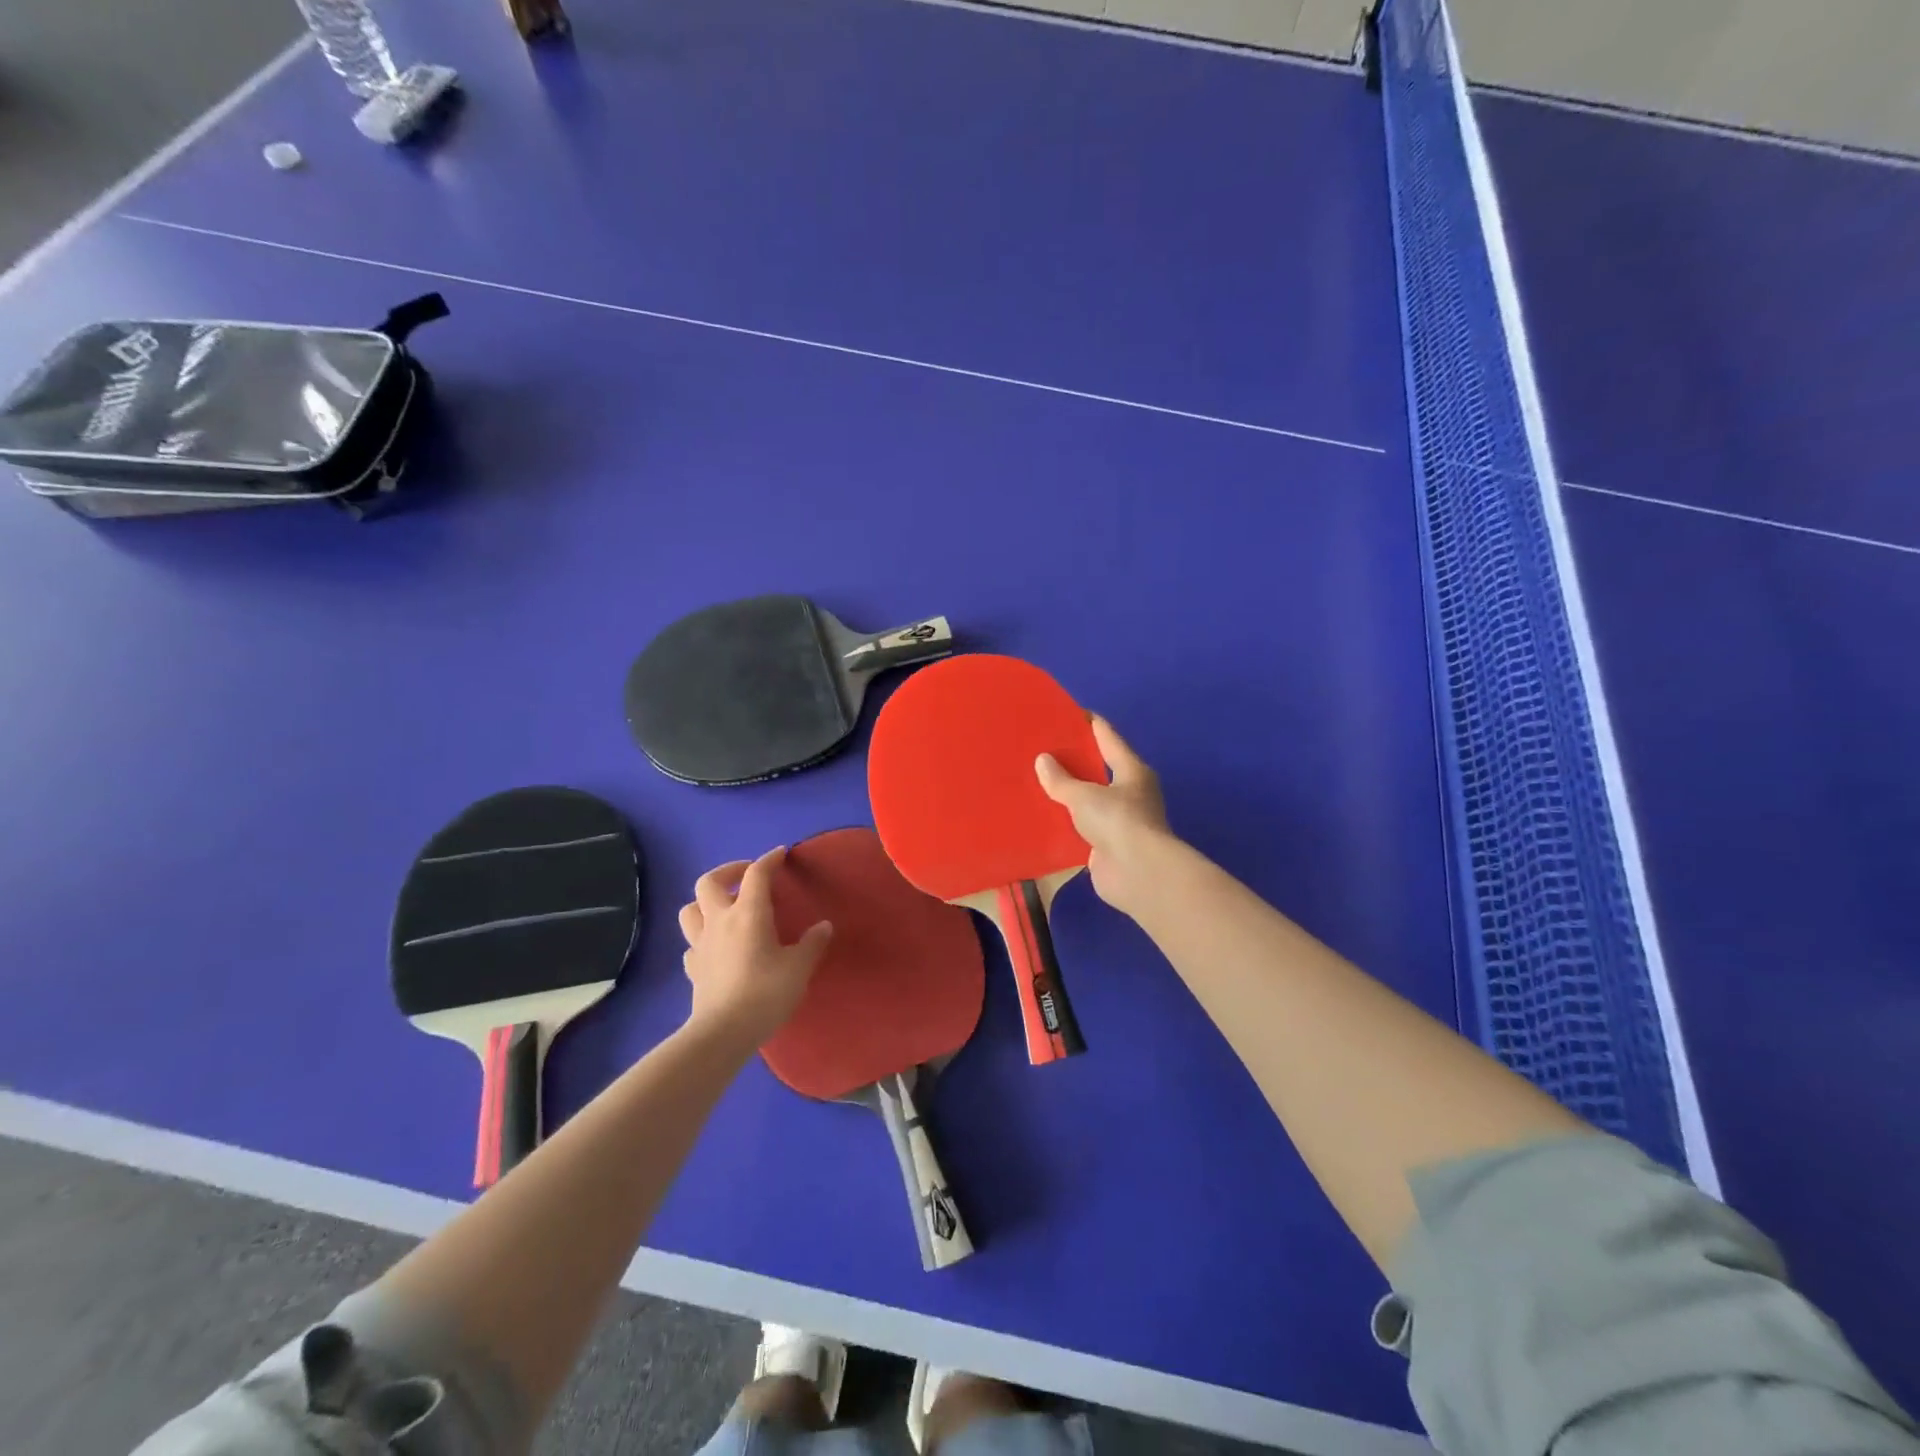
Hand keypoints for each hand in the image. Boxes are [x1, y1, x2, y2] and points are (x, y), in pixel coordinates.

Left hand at [678, 847, 831, 1048]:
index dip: (769, 860)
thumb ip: (812, 943)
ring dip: (706, 901)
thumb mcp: (799, 968)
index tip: (780, 854)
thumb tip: (823, 926)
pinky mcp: (693, 968)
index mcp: (748, 913)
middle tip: (746, 876)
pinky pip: (691, 943)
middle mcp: (719, 921)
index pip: (756, 874)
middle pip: (709, 882)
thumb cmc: (766, 993)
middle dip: (728, 871)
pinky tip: (716, 946)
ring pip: (690, 909)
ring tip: (725, 907)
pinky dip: (702, 937)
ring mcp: (700, 944)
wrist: (724, 1032)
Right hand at [1036, 715, 1173, 913]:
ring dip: (1067, 794)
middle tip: (1041, 748)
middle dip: (1073, 759)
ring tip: (1036, 781)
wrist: (1138, 874)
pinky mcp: (1107, 846)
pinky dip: (1065, 823)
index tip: (1064, 712)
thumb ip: (1061, 779)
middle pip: (1098, 768)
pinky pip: (1081, 827)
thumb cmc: (1117, 821)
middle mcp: (1130, 792)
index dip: (1087, 722)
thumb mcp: (1085, 795)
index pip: (1107, 736)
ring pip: (1089, 799)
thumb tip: (1043, 760)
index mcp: (1131, 770)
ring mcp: (1120, 821)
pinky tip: (1042, 817)